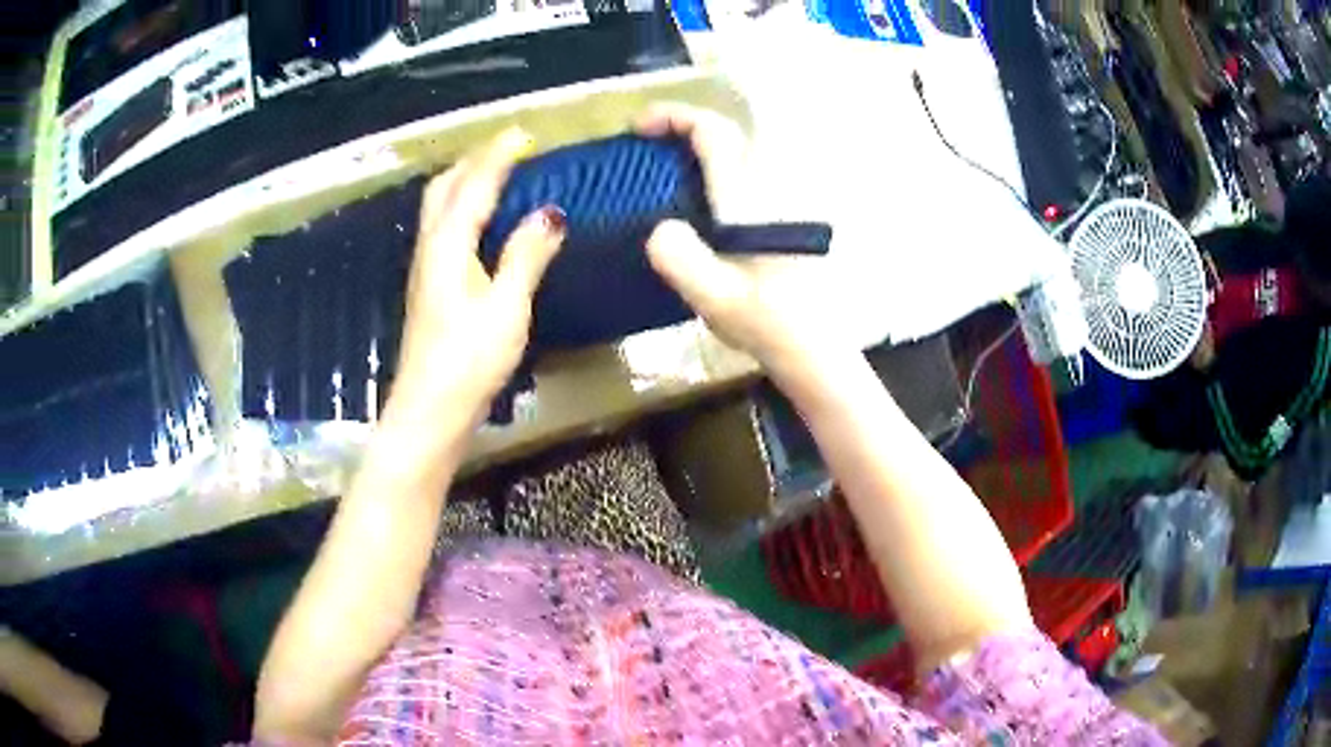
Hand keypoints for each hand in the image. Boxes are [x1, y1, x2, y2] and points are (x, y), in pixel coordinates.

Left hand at [395, 128, 565, 424]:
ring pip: (440, 208)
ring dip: (465, 182)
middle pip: (444, 188)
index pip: (473, 184)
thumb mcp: (506, 307)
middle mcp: (430, 248)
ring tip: (499, 176)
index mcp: (448, 244)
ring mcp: (426, 269)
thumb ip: (526, 255)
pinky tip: (483, 223)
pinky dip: (463, 209)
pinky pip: (444, 229)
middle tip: (509, 151)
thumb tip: (550, 212)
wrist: (430, 410)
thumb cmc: (469, 360)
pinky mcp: (430, 288)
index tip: (523, 134)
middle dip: (474, 161)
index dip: (498, 156)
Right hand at [637, 104, 837, 372]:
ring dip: (707, 147)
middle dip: (688, 126)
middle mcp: (771, 188)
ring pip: (745, 152)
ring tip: (673, 168)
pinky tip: (707, 201)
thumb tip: (660, 229)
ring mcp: (786, 201)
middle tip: (653, 143)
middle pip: (732, 133)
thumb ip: (681, 260)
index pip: (714, 133)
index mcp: (749, 200)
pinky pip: (753, 175)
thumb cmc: (770, 325)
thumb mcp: (715, 300)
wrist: (820, 349)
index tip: (640, 127)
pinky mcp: (789, 220)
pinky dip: (724, 170)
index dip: (674, 117)